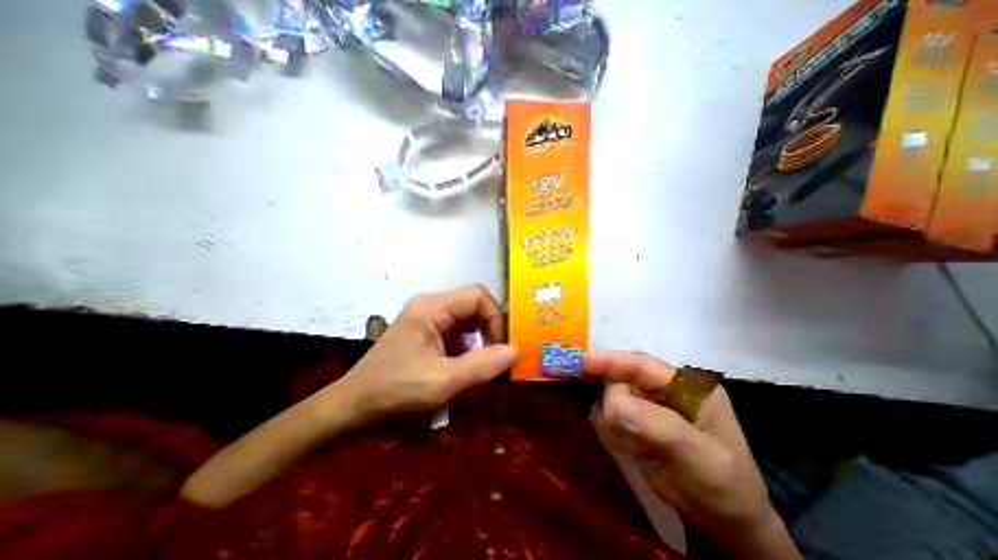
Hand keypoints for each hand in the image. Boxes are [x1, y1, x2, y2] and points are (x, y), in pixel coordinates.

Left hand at [337, 284, 519, 418]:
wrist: (352, 407)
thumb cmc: (393, 391)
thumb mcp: (441, 382)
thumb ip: (481, 365)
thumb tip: (515, 350)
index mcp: (432, 307)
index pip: (478, 296)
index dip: (496, 318)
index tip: (500, 348)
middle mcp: (431, 306)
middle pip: (474, 305)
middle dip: (490, 330)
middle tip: (496, 359)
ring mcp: (428, 319)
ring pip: (468, 320)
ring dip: (480, 341)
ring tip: (483, 367)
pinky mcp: (427, 332)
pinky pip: (458, 332)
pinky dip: (469, 348)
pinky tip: (466, 368)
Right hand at [587, 352, 799, 557]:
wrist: (726, 527)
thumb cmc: (724, 488)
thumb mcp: (700, 457)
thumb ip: (658, 425)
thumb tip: (613, 404)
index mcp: (685, 384)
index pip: (640, 363)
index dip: (608, 360)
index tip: (578, 363)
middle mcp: (662, 388)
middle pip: (619, 380)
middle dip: (614, 405)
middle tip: (626, 438)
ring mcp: (647, 404)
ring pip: (609, 399)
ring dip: (614, 425)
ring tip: (639, 450)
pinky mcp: (635, 420)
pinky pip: (609, 417)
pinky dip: (613, 433)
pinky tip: (634, 451)